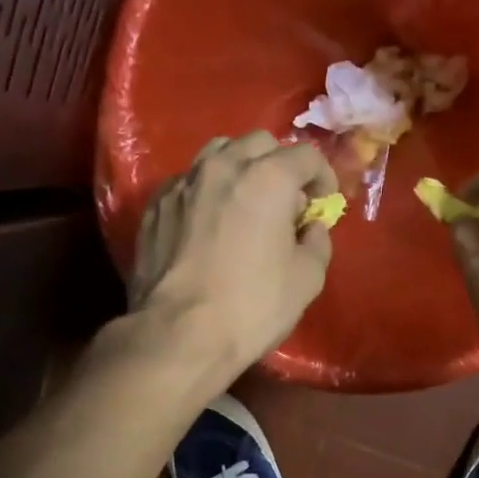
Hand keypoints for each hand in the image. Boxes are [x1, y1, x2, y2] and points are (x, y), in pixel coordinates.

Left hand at [130, 131, 336, 383]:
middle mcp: (223, 166)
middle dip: (280, 165)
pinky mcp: (156, 205)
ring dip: (241, 168)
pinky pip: (189, 181)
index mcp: (268, 178)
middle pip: (260, 143)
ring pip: (218, 153)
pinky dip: (207, 191)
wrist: (178, 334)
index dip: (323, 177)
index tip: (323, 203)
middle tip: (286, 202)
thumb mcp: (307, 279)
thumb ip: (317, 242)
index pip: (306, 155)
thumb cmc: (252, 307)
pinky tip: (209, 222)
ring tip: (245, 202)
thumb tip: (311, 227)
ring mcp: (184, 183)